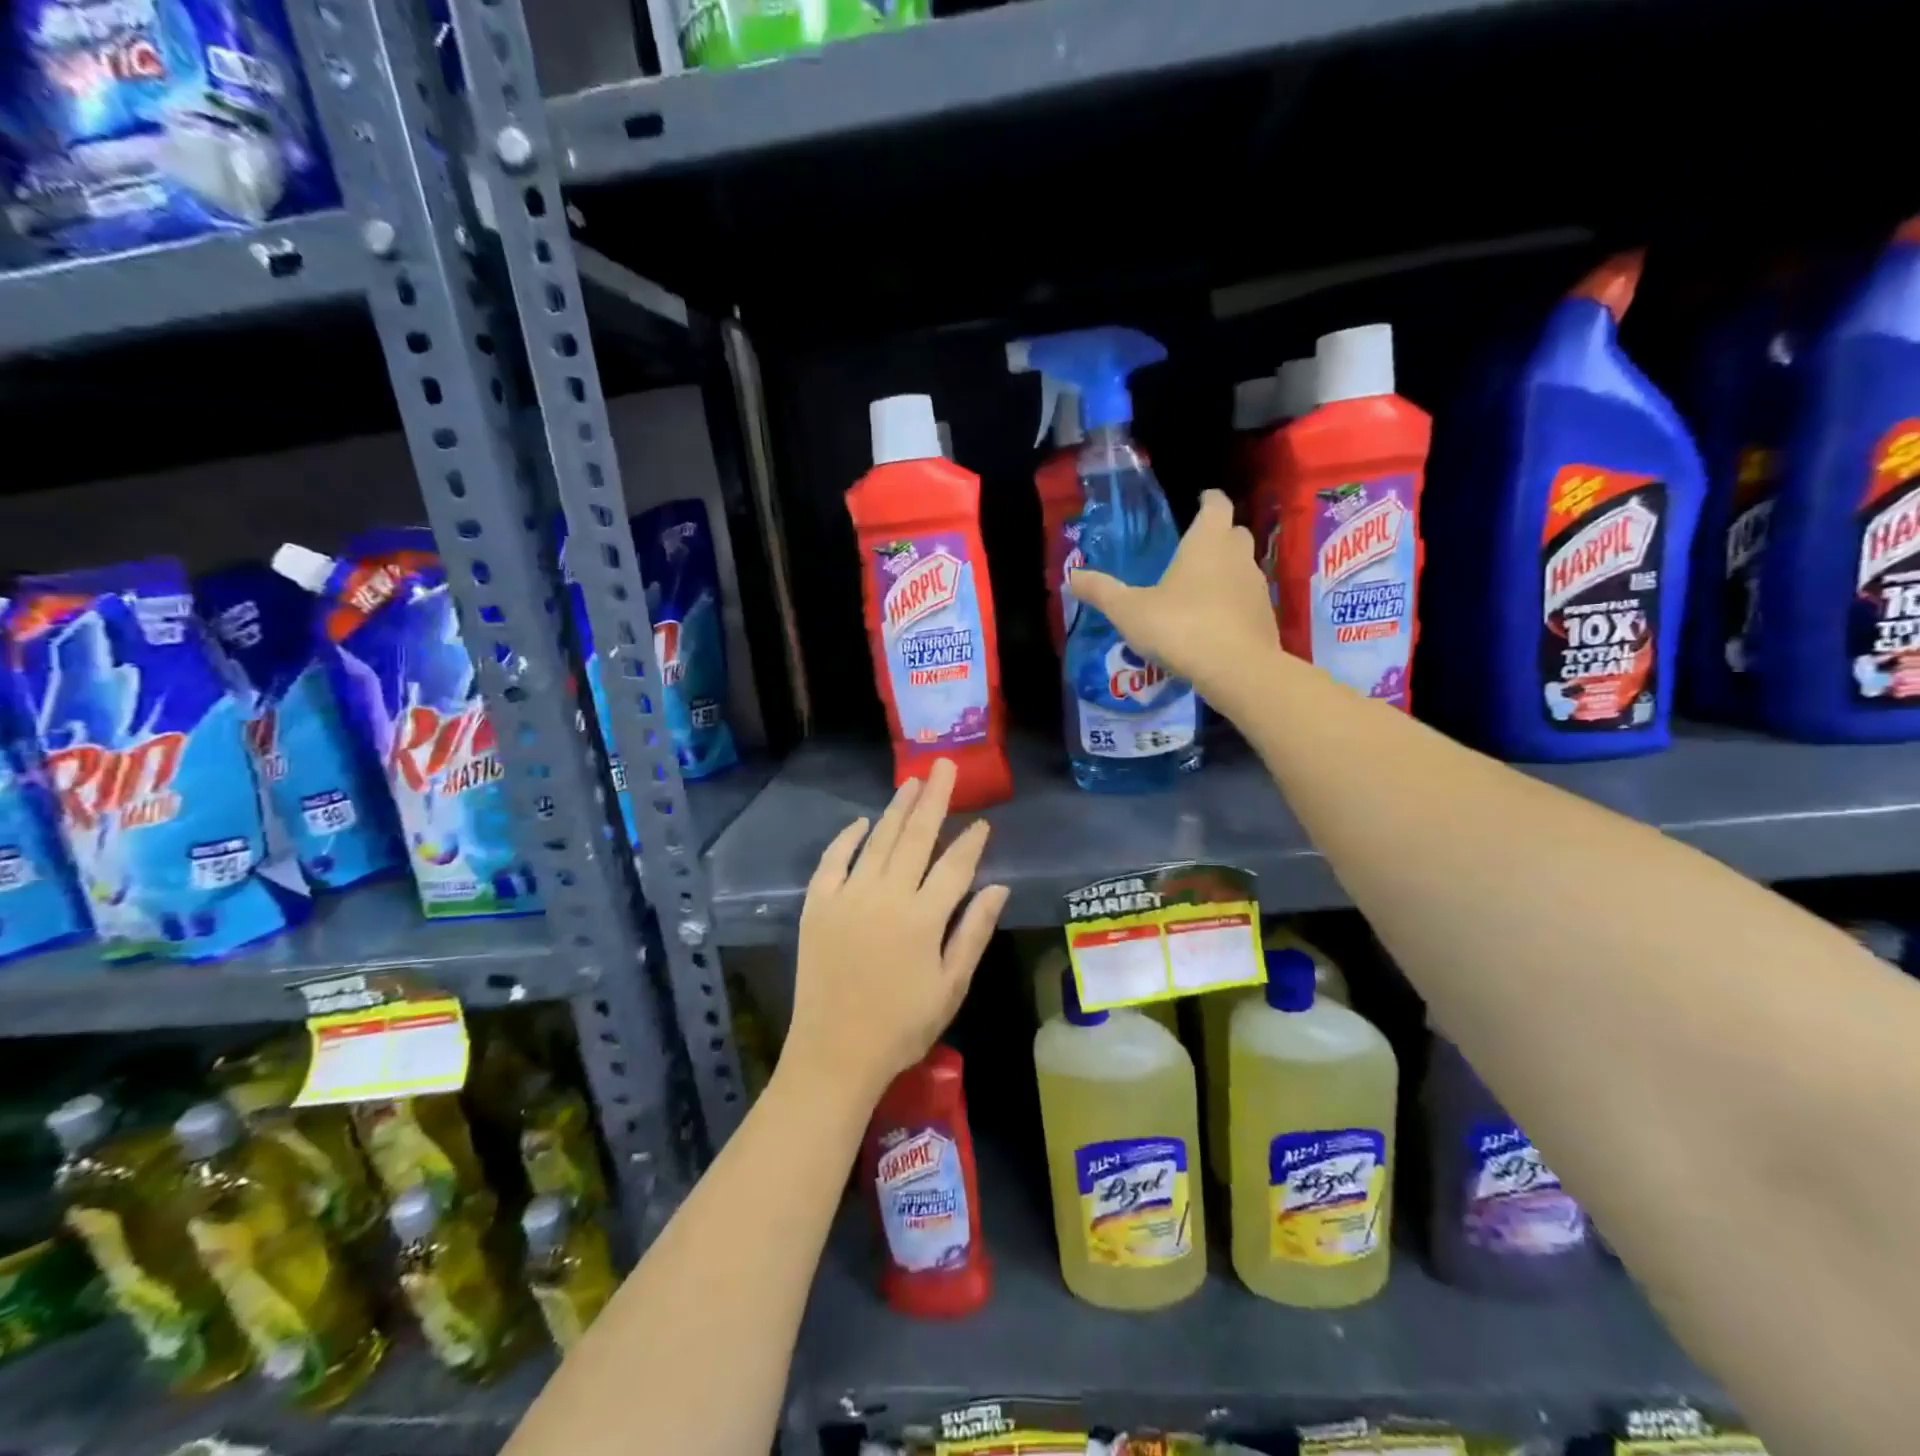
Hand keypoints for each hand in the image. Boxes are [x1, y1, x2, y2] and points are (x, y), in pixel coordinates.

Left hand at [784, 758, 1009, 1103]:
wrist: (834, 1054)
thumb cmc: (901, 1026)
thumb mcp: (951, 986)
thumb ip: (974, 932)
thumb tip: (999, 886)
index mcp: (923, 918)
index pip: (955, 866)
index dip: (972, 841)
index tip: (983, 821)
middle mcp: (886, 897)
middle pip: (916, 837)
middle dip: (934, 799)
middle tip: (943, 766)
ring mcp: (848, 897)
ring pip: (878, 841)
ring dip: (897, 809)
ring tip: (912, 781)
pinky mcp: (817, 906)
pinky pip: (832, 861)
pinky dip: (847, 838)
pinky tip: (861, 822)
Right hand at [1070, 489, 1281, 706]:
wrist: (1236, 669)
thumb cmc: (1180, 627)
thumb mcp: (1129, 611)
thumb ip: (1102, 591)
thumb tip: (1071, 576)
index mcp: (1207, 542)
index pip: (1216, 505)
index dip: (1208, 501)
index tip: (1199, 501)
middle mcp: (1237, 556)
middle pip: (1234, 533)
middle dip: (1218, 536)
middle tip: (1194, 550)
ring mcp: (1257, 587)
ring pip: (1243, 568)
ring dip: (1226, 572)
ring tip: (1200, 591)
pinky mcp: (1266, 617)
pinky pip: (1248, 601)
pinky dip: (1233, 604)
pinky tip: (1214, 624)